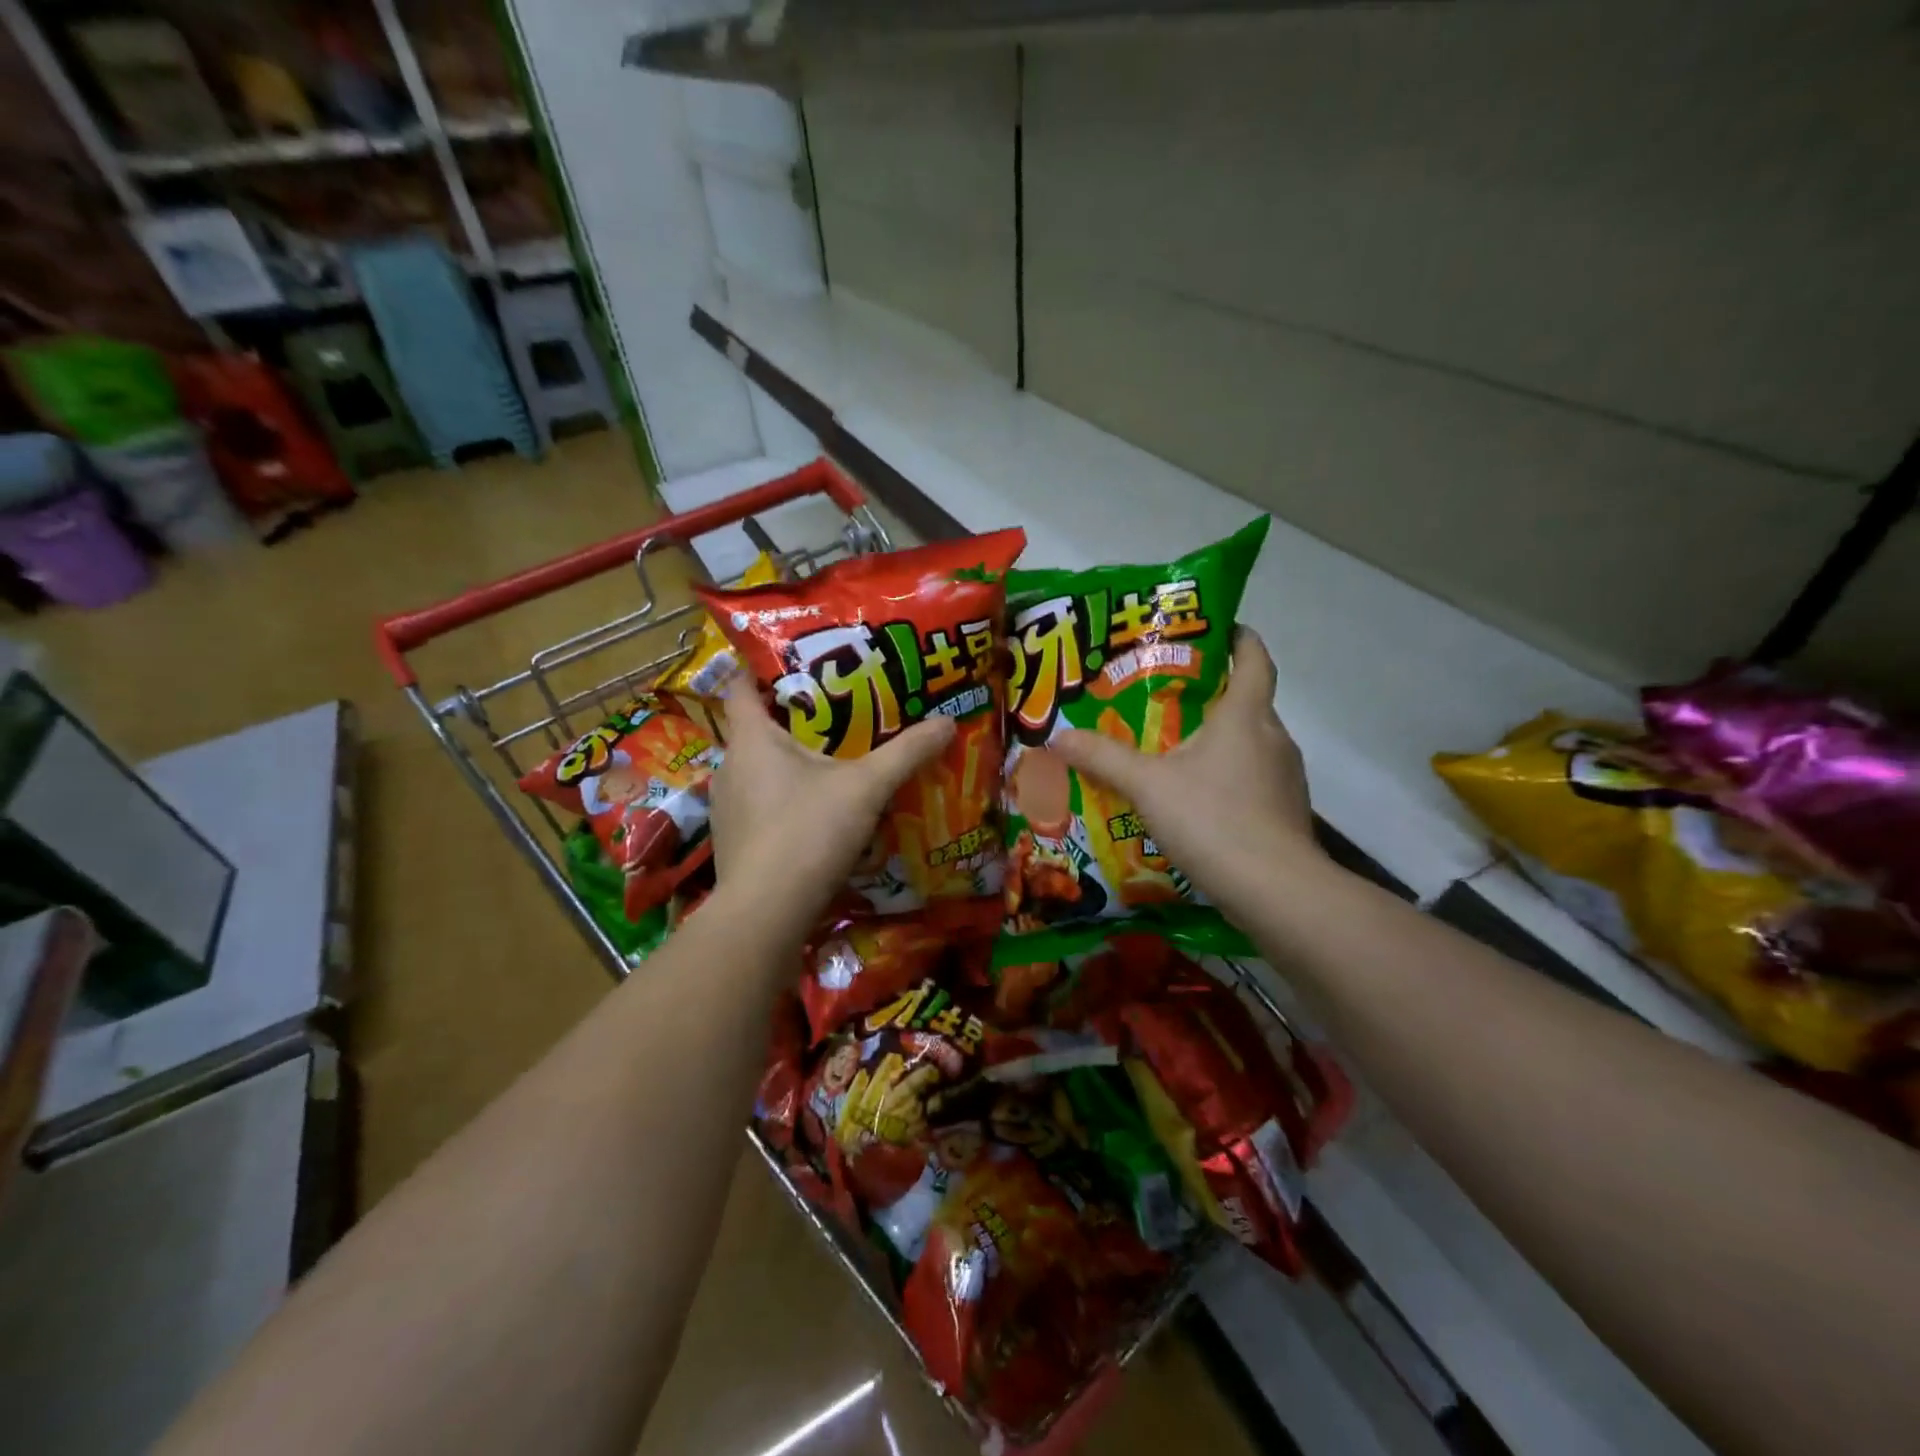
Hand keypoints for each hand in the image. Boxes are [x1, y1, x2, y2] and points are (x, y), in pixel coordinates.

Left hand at [707, 674, 953, 931]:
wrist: (766, 914)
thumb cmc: (808, 833)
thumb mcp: (866, 787)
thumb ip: (906, 753)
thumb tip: (947, 721)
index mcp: (751, 740)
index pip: (739, 686)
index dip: (760, 669)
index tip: (793, 663)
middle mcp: (730, 767)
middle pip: (754, 729)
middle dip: (790, 719)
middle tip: (834, 713)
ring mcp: (726, 808)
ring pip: (756, 770)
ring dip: (786, 764)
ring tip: (829, 763)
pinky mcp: (733, 842)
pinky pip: (758, 805)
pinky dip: (781, 800)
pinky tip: (813, 815)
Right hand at [1052, 630, 1317, 914]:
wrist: (1276, 891)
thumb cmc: (1213, 819)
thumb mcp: (1147, 785)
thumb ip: (1103, 758)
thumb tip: (1057, 736)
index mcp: (1246, 715)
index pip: (1254, 659)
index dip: (1239, 638)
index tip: (1219, 628)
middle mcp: (1274, 738)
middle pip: (1249, 702)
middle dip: (1213, 694)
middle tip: (1167, 697)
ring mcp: (1285, 778)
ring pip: (1250, 744)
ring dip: (1219, 740)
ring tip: (1175, 750)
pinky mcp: (1286, 812)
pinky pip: (1254, 779)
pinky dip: (1227, 777)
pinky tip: (1196, 800)